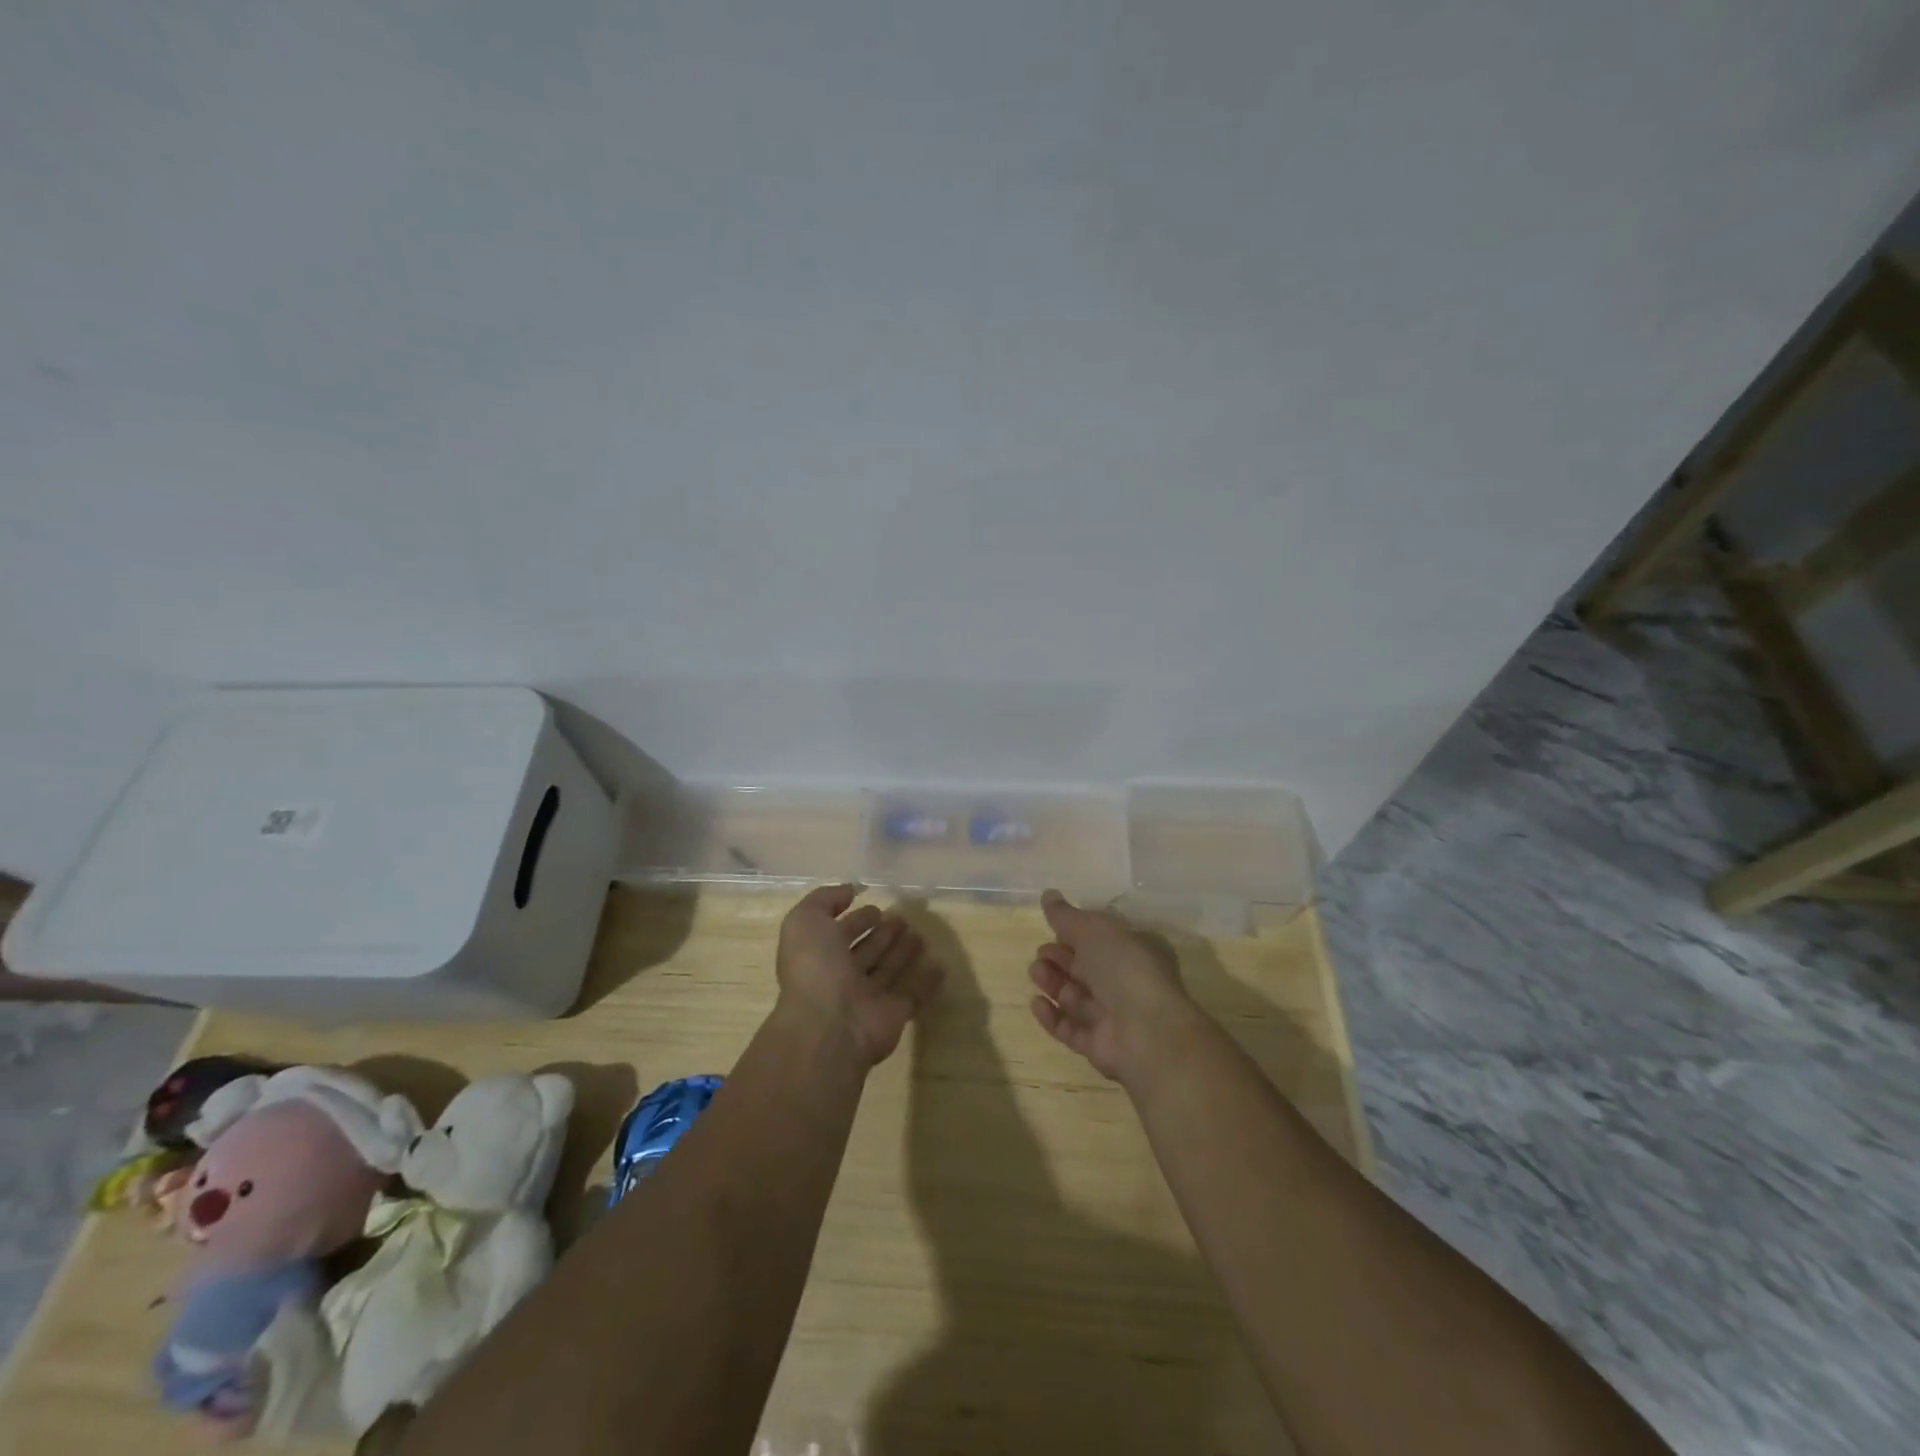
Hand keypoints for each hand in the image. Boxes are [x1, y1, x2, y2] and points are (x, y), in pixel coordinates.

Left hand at [776, 884, 943, 1067]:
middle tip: (902, 919)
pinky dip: (926, 980)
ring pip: (888, 969)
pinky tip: (939, 964)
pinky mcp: (893, 1014)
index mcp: (819, 955)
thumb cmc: (815, 968)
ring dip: (903, 952)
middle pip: (867, 951)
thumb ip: (824, 900)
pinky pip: (912, 993)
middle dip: (883, 934)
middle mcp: (842, 977)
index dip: (856, 919)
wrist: (830, 1025)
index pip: (840, 933)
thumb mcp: (805, 921)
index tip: (876, 908)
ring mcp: (868, 997)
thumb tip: (850, 890)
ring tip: (920, 934)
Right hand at [1028, 889, 1207, 1089]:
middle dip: (1059, 958)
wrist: (1146, 1031)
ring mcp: (1113, 1017)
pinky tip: (1036, 1003)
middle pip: (1085, 968)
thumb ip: (1066, 915)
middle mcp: (1125, 983)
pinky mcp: (1099, 1046)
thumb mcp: (1094, 929)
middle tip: (1041, 953)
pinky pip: (1071, 1029)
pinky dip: (1052, 1017)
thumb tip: (1048, 895)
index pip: (1101, 939)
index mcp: (1134, 951)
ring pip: (1076, 997)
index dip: (1075, 933)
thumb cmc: (1124, 967)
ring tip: (1036, 973)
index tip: (1052, 928)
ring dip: (1053, 983)